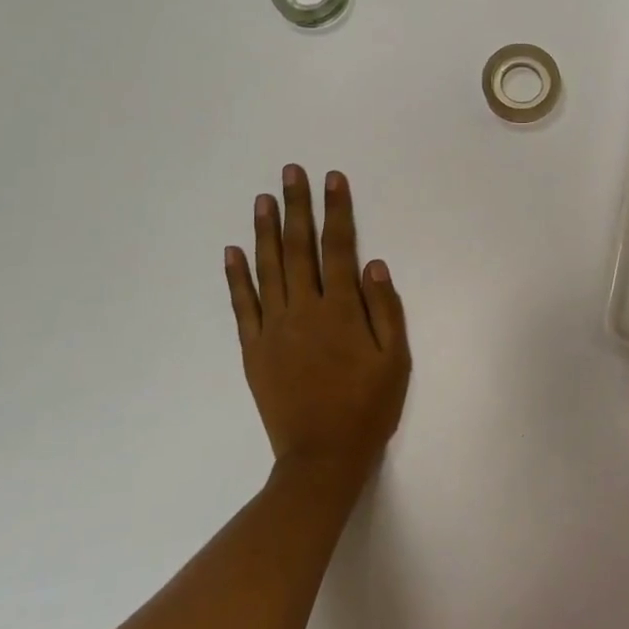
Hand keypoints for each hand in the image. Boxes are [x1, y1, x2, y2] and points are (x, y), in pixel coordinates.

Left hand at [224, 166, 410, 485]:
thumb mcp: (395, 359)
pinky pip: (243, 305)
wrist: (322, 456)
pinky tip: (233, 251)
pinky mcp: (253, 349)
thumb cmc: (368, 406)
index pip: (339, 248)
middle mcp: (304, 310)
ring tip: (263, 198)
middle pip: (299, 248)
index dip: (337, 211)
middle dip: (297, 207)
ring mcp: (274, 328)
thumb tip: (374, 263)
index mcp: (342, 310)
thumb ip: (386, 308)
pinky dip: (236, 277)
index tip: (333, 179)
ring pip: (269, 268)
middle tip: (290, 172)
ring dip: (266, 231)